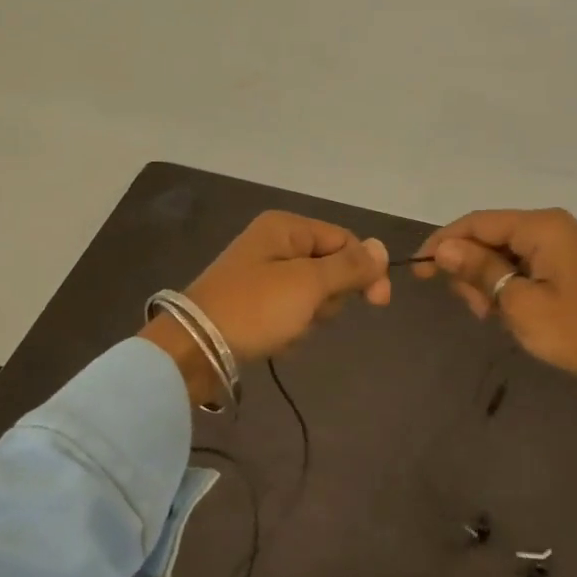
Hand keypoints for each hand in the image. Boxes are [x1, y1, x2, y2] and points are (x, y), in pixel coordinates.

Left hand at [141, 210, 389, 402]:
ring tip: (286, 328)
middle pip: (330, 268)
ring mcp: (262, 273)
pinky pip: (291, 311)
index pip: (344, 240)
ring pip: (313, 294)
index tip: (379, 303)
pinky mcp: (254, 302)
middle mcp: (274, 243)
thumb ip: (349, 266)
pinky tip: (275, 339)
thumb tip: (382, 247)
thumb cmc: (255, 309)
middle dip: (328, 297)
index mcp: (286, 227)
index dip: (365, 269)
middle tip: (308, 311)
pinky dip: (291, 327)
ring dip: (309, 316)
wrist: (194, 349)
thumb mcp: (309, 284)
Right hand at [415, 208, 576, 405]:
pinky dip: (507, 289)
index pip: (478, 222)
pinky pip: (523, 270)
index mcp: (542, 226)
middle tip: (474, 308)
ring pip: (504, 256)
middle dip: (470, 268)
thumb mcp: (519, 303)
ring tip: (492, 317)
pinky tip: (507, 315)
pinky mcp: (566, 272)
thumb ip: (479, 270)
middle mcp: (552, 228)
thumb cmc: (576, 331)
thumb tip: (443, 248)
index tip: (418, 271)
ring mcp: (561, 250)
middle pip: (490, 237)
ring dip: (488, 283)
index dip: (444, 242)